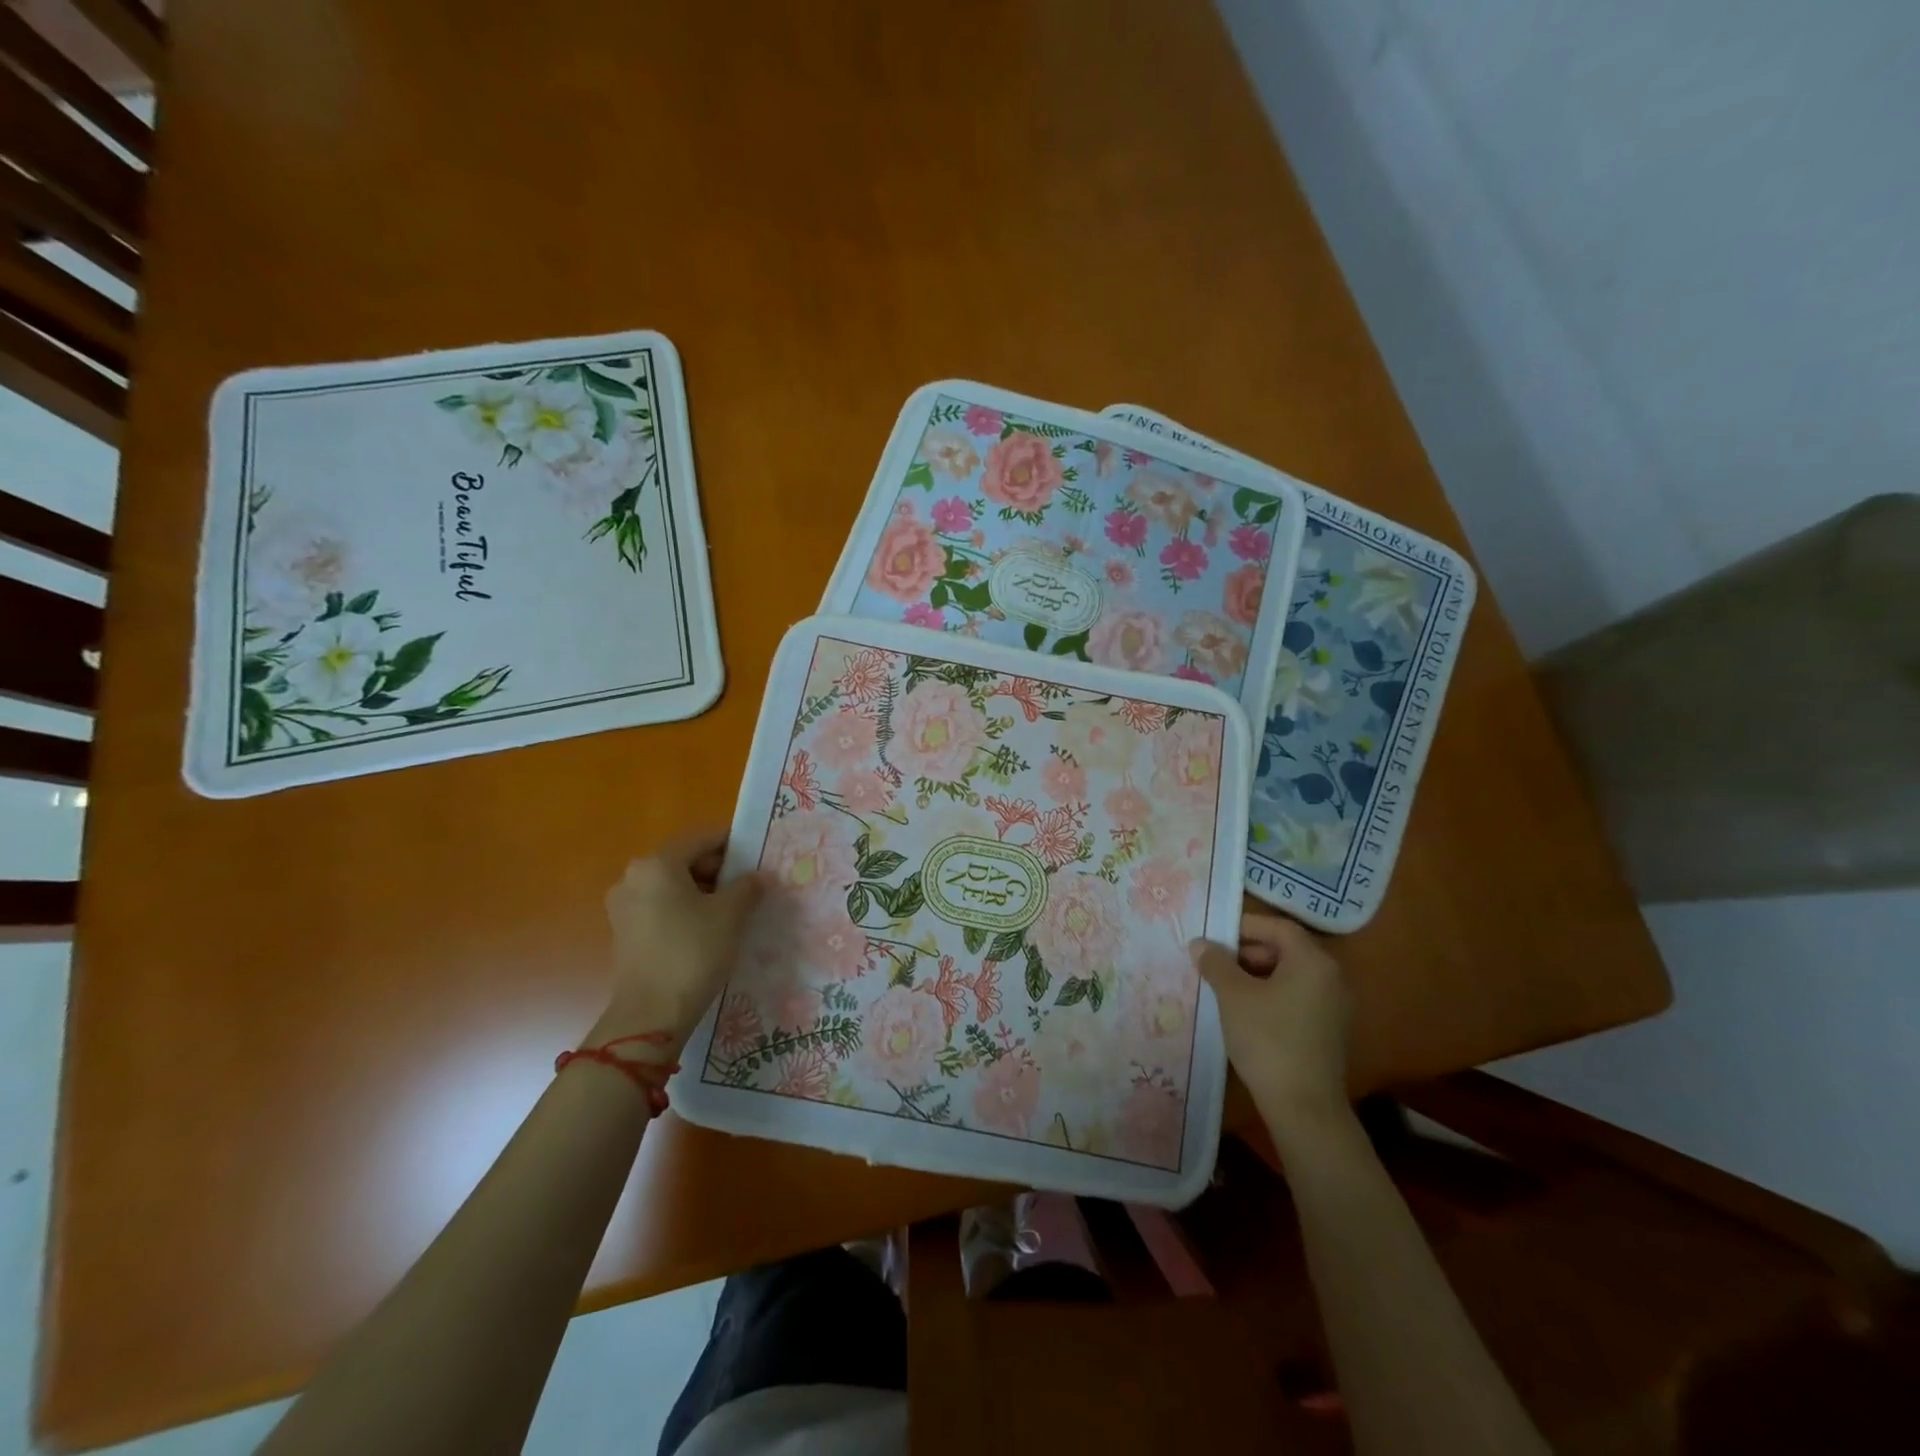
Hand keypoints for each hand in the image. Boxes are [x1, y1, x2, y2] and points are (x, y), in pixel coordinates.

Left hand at [595, 831, 764, 1054]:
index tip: (758, 857)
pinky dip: (684, 910)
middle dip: (718, 870)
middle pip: (684, 860)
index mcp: (657, 864)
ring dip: (702, 891)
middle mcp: (633, 877)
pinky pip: (660, 907)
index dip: (733, 844)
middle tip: (749, 885)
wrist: (651, 1014)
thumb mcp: (731, 914)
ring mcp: (623, 906)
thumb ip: (748, 886)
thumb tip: (758, 876)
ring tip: (733, 909)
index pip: (701, 839)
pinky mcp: (624, 932)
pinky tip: (708, 929)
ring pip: (672, 886)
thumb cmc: (693, 952)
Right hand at [1191, 913, 1351, 1135]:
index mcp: (1312, 961)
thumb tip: (1200, 943)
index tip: (1214, 935)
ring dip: (1256, 974)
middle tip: (1215, 962)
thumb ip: (1216, 963)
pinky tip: (1245, 1011)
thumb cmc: (1267, 1039)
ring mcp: (1334, 1006)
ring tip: (1224, 987)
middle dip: (1247, 951)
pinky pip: (1297, 997)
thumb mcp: (1233, 996)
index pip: (1278, 927)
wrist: (1303, 1107)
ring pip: (1290, 975)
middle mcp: (1331, 977)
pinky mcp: (1329, 1030)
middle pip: (1285, 949)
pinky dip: (1271, 995)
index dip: (1244, 926)